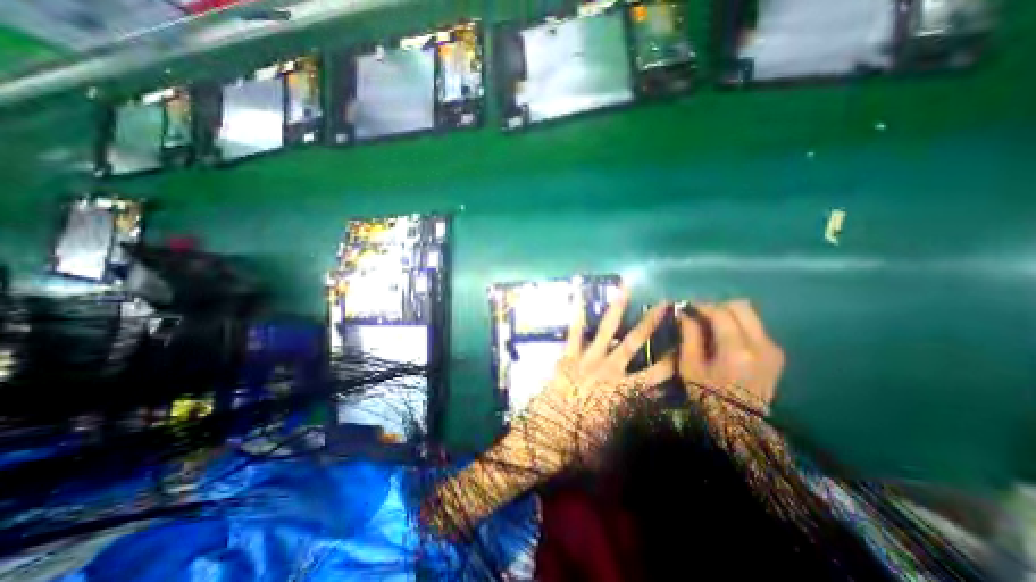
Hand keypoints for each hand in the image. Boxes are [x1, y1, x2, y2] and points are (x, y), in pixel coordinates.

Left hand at [522, 286, 676, 464]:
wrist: (547, 435)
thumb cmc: (581, 439)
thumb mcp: (616, 434)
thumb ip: (634, 418)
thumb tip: (653, 408)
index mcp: (623, 390)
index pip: (657, 373)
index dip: (672, 360)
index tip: (684, 345)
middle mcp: (609, 368)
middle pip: (635, 342)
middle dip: (651, 322)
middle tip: (664, 304)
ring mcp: (587, 359)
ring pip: (606, 329)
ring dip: (617, 309)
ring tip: (625, 288)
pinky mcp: (568, 356)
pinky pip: (574, 331)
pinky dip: (576, 314)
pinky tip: (578, 295)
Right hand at [678, 301, 781, 413]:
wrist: (738, 422)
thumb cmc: (707, 394)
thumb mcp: (689, 365)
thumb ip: (689, 335)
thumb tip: (685, 314)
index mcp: (736, 349)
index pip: (720, 313)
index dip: (702, 305)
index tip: (687, 306)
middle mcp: (760, 344)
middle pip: (741, 306)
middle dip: (718, 305)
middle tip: (700, 313)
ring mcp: (772, 349)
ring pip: (751, 315)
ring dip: (729, 314)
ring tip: (711, 324)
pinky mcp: (776, 354)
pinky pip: (756, 327)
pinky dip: (739, 325)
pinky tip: (725, 336)